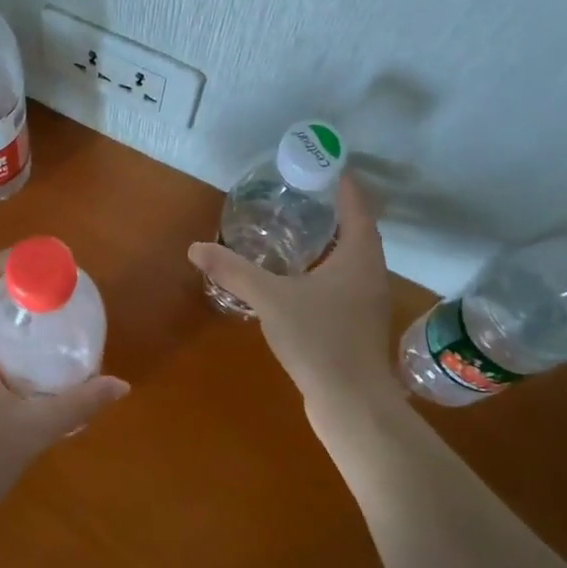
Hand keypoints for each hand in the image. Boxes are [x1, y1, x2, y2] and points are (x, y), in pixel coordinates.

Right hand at [188, 174, 402, 413]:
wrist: (352, 403)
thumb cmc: (319, 339)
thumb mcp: (271, 298)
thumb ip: (233, 271)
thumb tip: (195, 248)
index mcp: (359, 256)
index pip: (358, 206)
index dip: (343, 183)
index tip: (324, 164)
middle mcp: (371, 273)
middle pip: (356, 230)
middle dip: (331, 210)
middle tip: (298, 193)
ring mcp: (367, 301)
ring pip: (350, 258)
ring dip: (328, 241)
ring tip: (294, 229)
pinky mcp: (358, 324)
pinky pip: (343, 281)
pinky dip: (324, 268)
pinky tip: (297, 278)